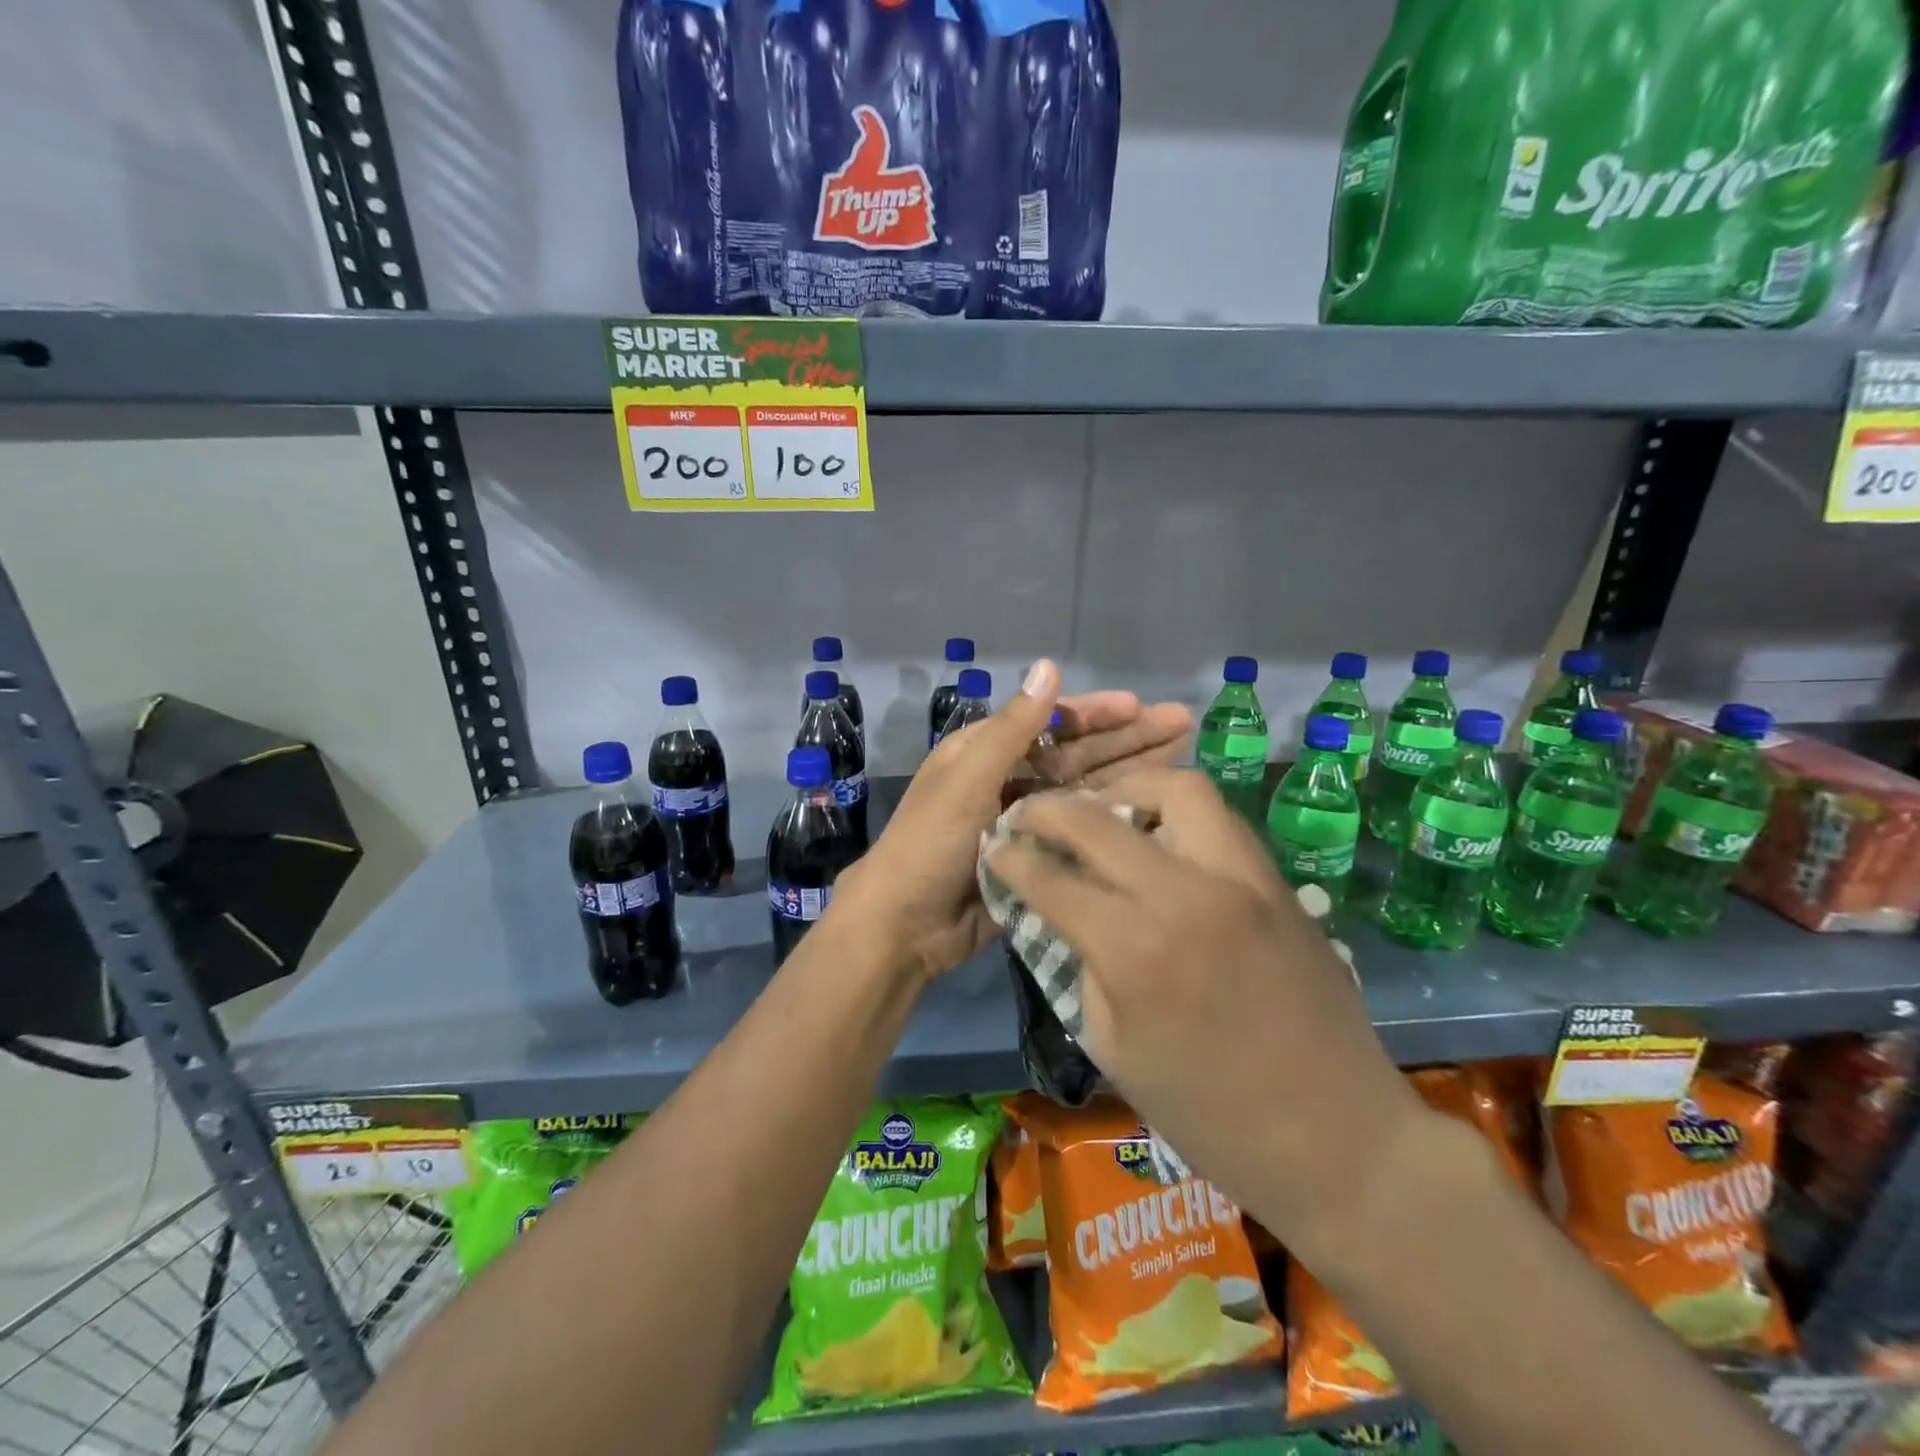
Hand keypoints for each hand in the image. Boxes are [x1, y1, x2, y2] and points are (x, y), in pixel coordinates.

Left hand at [830, 668, 1198, 987]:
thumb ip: (1012, 728)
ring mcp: (1026, 820)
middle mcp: (1009, 780)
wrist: (906, 924)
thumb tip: (1048, 666)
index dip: (1095, 713)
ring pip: (1086, 790)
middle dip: (1127, 738)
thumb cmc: (929, 843)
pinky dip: (1114, 819)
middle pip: (1077, 753)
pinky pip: (1082, 831)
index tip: (1141, 706)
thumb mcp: (967, 779)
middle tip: (1183, 724)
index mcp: (986, 753)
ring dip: (1129, 774)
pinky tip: (1153, 812)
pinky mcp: (1039, 857)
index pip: (1050, 722)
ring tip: (1182, 759)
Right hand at [982, 768, 1423, 1259]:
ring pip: (1180, 789)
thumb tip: (1064, 912)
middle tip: (1030, 814)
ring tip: (1105, 811)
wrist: (1337, 1140)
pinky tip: (1160, 841)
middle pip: (1101, 817)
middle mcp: (1187, 894)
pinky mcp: (1278, 883)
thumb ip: (1083, 964)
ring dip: (1129, 790)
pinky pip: (1220, 821)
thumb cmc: (1210, 1115)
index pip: (1054, 879)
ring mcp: (1242, 880)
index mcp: (1136, 949)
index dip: (1012, 859)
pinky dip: (1178, 814)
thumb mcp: (1114, 1048)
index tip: (995, 847)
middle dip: (1050, 809)